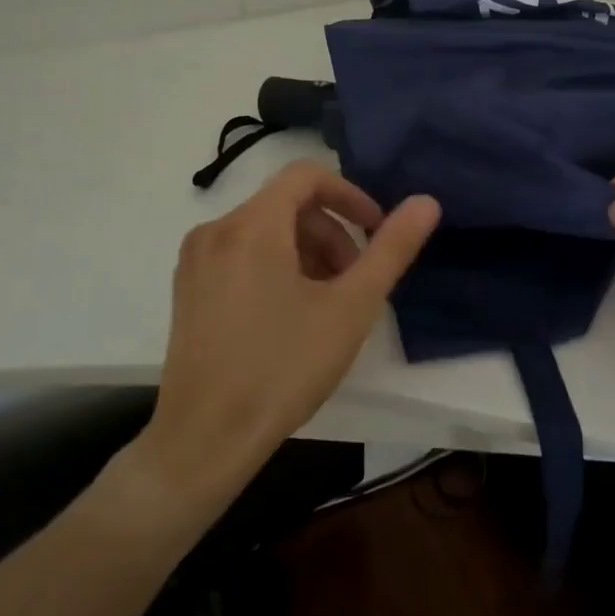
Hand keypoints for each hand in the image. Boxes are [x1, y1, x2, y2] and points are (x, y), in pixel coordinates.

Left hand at [138, 162, 440, 507]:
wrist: (204, 440)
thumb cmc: (283, 367)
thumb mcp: (351, 307)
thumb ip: (391, 249)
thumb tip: (426, 202)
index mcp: (252, 225)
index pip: (306, 176)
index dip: (350, 195)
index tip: (376, 230)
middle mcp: (216, 230)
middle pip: (286, 205)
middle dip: (331, 232)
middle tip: (355, 279)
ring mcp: (195, 261)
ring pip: (264, 231)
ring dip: (306, 252)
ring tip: (328, 302)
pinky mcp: (187, 290)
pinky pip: (240, 254)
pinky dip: (276, 266)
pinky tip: (291, 314)